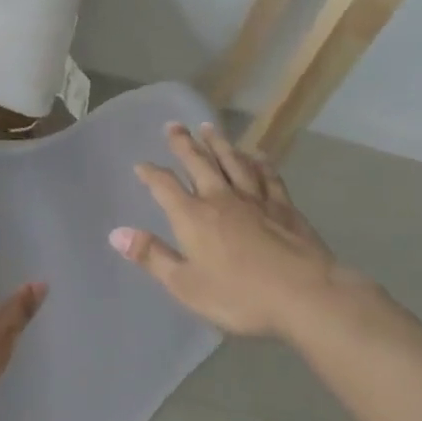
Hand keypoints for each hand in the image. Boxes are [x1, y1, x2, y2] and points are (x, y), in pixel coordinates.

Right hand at [112, 122, 361, 339]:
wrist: (304, 294)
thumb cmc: (240, 295)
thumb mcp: (187, 286)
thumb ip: (153, 257)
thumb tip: (117, 234)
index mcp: (193, 216)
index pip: (164, 186)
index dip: (150, 173)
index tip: (141, 164)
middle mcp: (220, 198)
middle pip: (198, 163)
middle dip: (183, 143)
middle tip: (173, 125)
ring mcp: (254, 199)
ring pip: (232, 162)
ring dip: (219, 144)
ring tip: (208, 128)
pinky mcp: (284, 207)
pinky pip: (268, 177)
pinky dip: (261, 163)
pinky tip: (258, 155)